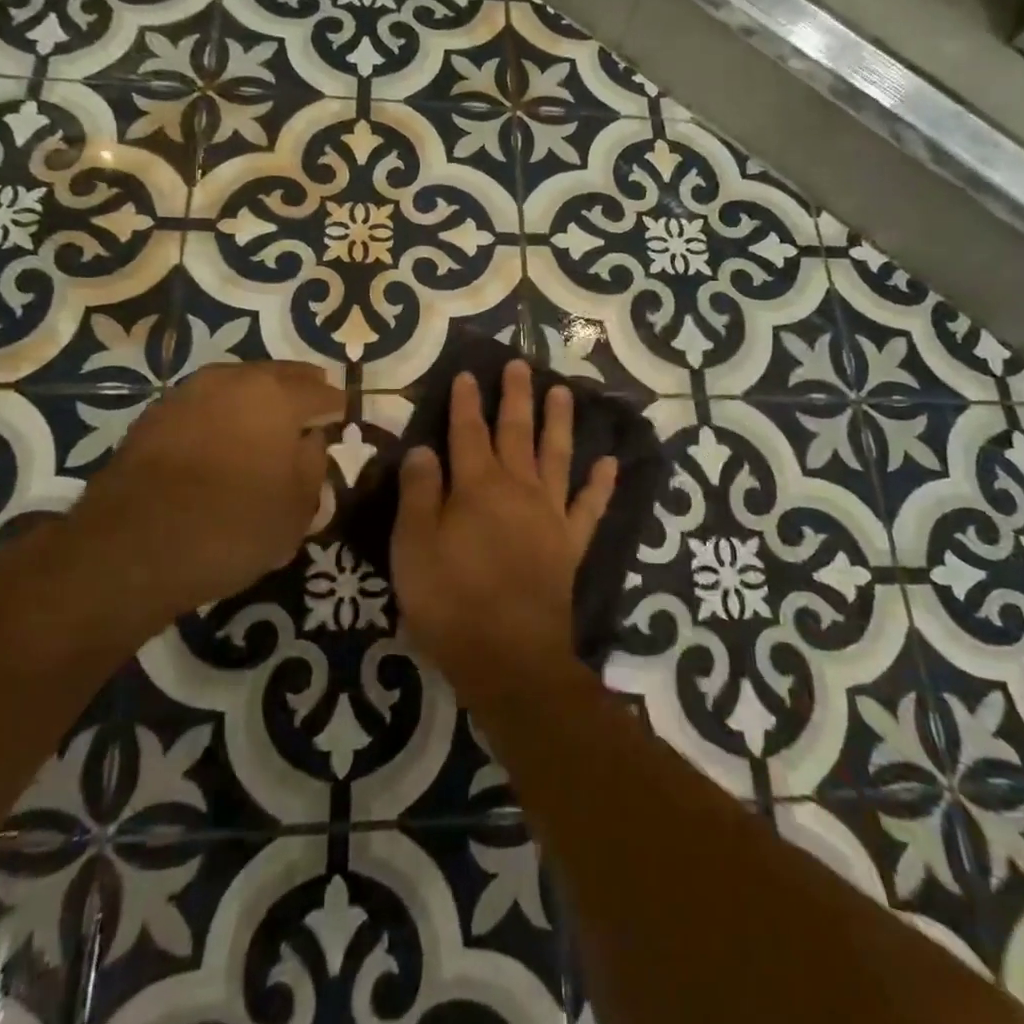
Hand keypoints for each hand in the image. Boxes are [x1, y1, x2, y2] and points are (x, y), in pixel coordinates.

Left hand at [62, 361, 341, 624]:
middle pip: (280, 375)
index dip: (337, 407)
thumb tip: (310, 441)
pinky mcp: (156, 413)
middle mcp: (236, 380)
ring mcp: (191, 392)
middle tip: (311, 405)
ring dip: (258, 397)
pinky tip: (222, 437)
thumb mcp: (297, 510)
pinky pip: (206, 403)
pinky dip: (222, 413)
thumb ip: (313, 466)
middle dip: (300, 389)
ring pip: (239, 384)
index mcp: (278, 396)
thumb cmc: (233, 526)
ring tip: (266, 422)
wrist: (133, 546)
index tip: (343, 418)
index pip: (323, 395)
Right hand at [391, 359, 617, 706]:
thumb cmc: (451, 602)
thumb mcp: (414, 548)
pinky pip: (590, 507)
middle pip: (516, 432)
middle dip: (517, 397)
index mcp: (477, 487)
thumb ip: (419, 494)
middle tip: (521, 365)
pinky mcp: (570, 544)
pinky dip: (601, 484)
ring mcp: (550, 515)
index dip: (466, 403)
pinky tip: (610, 462)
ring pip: (557, 456)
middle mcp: (518, 489)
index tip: (468, 374)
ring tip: (565, 392)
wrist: (510, 658)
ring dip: (560, 422)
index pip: (468, 432)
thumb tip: (423, 449)